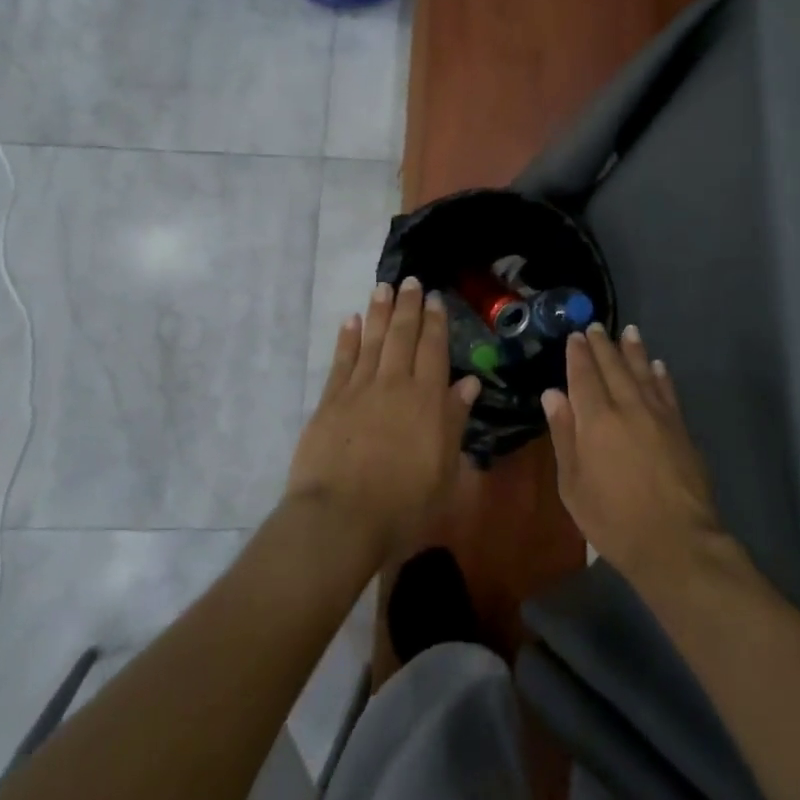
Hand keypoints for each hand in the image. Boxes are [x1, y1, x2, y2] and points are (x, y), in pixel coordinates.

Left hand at [288, 277, 480, 561]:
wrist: (340, 518)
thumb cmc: (404, 503)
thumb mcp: (445, 469)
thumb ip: (455, 421)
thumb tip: (469, 383)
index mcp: (427, 399)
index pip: (433, 349)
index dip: (435, 321)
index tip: (435, 298)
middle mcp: (394, 384)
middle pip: (402, 335)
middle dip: (407, 306)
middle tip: (409, 281)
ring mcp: (359, 390)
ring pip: (371, 340)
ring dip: (378, 312)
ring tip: (382, 287)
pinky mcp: (330, 402)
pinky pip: (341, 361)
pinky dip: (346, 339)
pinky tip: (350, 321)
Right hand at [542, 323, 724, 583]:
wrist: (675, 541)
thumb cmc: (613, 520)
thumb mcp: (573, 485)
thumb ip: (564, 435)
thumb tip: (553, 394)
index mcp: (596, 420)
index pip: (584, 376)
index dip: (578, 354)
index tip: (575, 337)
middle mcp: (627, 407)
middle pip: (614, 367)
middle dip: (603, 345)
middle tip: (595, 327)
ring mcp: (658, 415)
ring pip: (643, 372)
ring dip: (633, 350)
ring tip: (628, 331)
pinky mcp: (680, 428)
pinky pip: (667, 391)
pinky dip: (660, 375)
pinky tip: (657, 365)